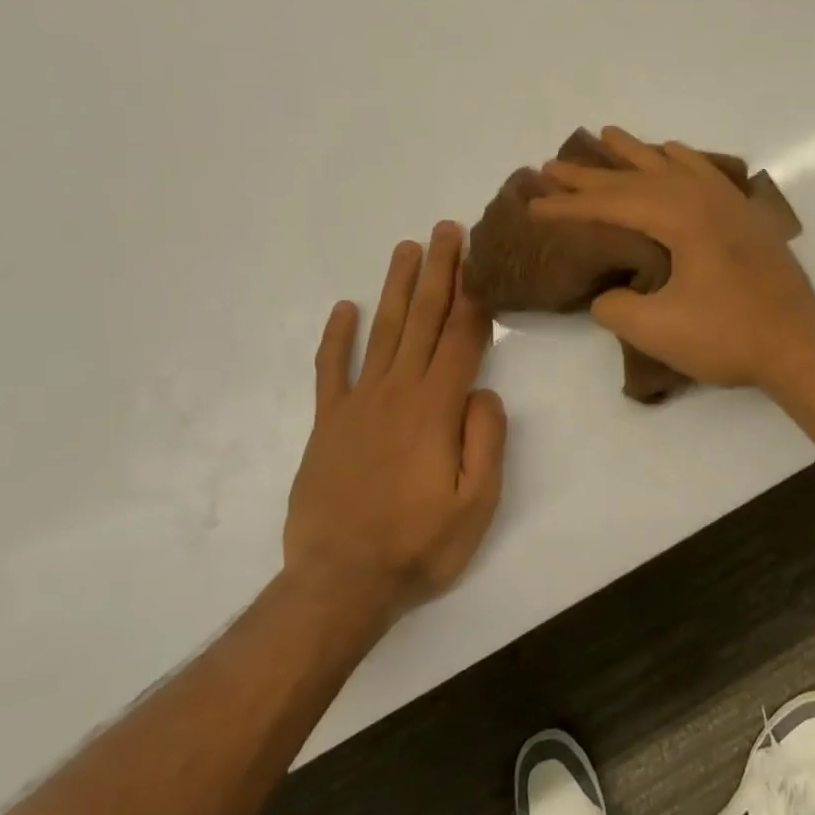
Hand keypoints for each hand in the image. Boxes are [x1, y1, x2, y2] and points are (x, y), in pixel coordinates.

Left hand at [285, 223, 506, 623]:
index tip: (480, 257)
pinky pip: (331, 370)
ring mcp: (357, 404)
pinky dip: (336, 337)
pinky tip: (344, 308)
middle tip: (446, 230)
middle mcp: (397, 392)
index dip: (474, 295)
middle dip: (439, 272)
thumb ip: (487, 441)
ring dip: (396, 288)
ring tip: (407, 249)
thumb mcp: (477, 504)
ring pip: (382, 331)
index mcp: (436, 409)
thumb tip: (484, 393)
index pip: (462, 338)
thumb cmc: (419, 546)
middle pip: (423, 320)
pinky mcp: (327, 424)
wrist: (340, 584)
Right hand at [530, 127, 814, 389]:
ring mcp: (728, 204)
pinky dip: (682, 159)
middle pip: (636, 179)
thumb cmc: (728, 336)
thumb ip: (616, 308)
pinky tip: (673, 153)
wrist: (798, 345)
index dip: (568, 206)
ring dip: (635, 154)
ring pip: (672, 166)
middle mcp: (703, 198)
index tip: (533, 204)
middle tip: (551, 165)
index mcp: (680, 218)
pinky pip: (705, 173)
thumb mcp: (657, 330)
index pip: (612, 204)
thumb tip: (607, 295)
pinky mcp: (744, 217)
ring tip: (607, 136)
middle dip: (591, 175)